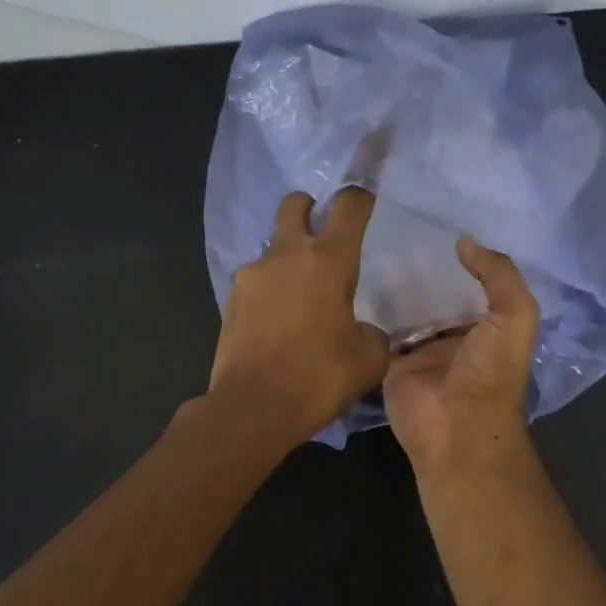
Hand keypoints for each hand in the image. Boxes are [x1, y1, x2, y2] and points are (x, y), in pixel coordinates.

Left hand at [207, 188, 390, 448]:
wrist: (251, 409)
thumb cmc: (318, 379)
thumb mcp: (368, 360)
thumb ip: (374, 334)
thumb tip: (364, 330)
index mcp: (328, 260)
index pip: (349, 205)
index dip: (361, 196)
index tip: (367, 202)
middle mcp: (286, 255)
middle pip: (296, 204)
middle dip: (311, 209)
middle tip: (325, 238)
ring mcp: (252, 274)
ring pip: (274, 245)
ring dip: (289, 257)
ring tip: (301, 297)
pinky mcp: (231, 298)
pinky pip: (257, 279)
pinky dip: (271, 288)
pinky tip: (278, 321)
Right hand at [383, 238, 539, 472]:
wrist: (455, 429)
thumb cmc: (490, 373)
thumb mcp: (514, 318)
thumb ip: (499, 276)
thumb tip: (466, 242)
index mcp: (487, 328)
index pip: (473, 286)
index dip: (461, 260)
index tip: (438, 223)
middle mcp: (453, 338)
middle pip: (435, 297)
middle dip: (421, 269)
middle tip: (395, 227)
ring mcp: (419, 351)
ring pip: (404, 311)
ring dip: (392, 286)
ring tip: (371, 243)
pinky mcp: (389, 363)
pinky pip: (378, 331)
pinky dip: (369, 311)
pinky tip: (354, 279)